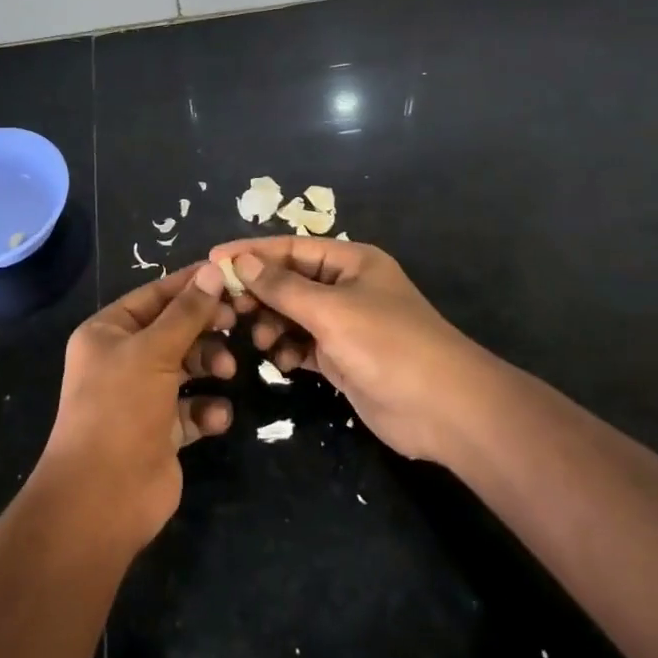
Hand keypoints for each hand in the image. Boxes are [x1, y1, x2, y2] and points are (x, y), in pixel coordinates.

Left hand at [34, 263, 237, 549]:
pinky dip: (207, 410)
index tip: (230, 276)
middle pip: (174, 330)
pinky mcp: (161, 431)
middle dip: (205, 328)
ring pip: (187, 367)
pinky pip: (192, 409)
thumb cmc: (121, 408)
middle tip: (236, 323)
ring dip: (210, 365)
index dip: (191, 285)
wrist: (102, 498)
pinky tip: (216, 417)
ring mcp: (142, 397)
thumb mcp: (154, 351)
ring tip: (228, 372)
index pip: (155, 295)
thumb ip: (187, 312)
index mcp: (108, 332)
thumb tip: (212, 270)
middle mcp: (123, 359)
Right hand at [208, 238, 487, 463]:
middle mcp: (346, 288)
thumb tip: (239, 262)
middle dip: (259, 293)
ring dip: (271, 324)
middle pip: (289, 281)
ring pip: (292, 315)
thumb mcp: (331, 310)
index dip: (252, 252)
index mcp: (351, 262)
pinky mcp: (341, 359)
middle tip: (225, 308)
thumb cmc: (388, 344)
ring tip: (257, 339)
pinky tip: (277, 361)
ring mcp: (344, 325)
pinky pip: (301, 345)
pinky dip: (286, 350)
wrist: (443, 409)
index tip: (213, 258)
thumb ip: (282, 287)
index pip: (291, 248)